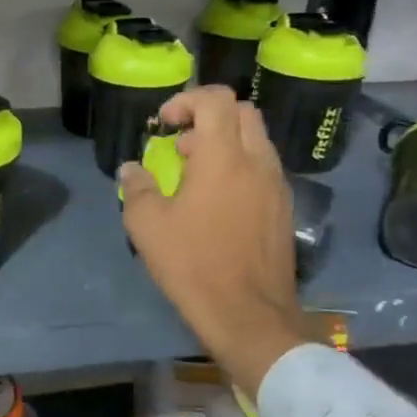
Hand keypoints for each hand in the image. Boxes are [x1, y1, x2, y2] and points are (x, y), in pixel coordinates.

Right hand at [118, 87, 310, 396]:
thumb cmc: (193, 264)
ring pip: (256, 141)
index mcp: (223, 158)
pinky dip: (239, 167)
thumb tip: (132, 169)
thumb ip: (137, 187)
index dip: (186, 101)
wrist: (249, 316)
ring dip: (224, 143)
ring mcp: (277, 186)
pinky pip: (263, 168)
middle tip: (181, 144)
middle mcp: (257, 163)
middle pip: (242, 113)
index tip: (164, 125)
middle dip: (208, 117)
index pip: (216, 100)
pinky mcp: (284, 209)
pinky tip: (217, 202)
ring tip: (195, 175)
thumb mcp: (147, 225)